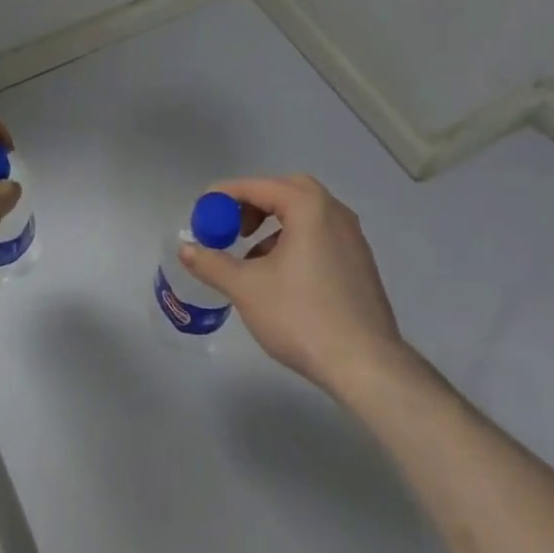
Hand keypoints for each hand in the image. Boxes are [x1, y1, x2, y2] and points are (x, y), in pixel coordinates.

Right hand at [180, 174, 408, 398]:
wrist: (368, 366)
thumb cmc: (303, 317)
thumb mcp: (247, 289)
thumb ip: (212, 263)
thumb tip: (185, 248)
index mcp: (308, 206)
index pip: (258, 186)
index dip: (226, 195)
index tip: (203, 210)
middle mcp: (334, 211)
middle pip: (287, 190)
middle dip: (255, 204)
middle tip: (234, 228)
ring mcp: (353, 237)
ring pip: (306, 214)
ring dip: (275, 226)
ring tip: (253, 259)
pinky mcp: (361, 263)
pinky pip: (321, 235)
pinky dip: (296, 242)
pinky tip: (283, 278)